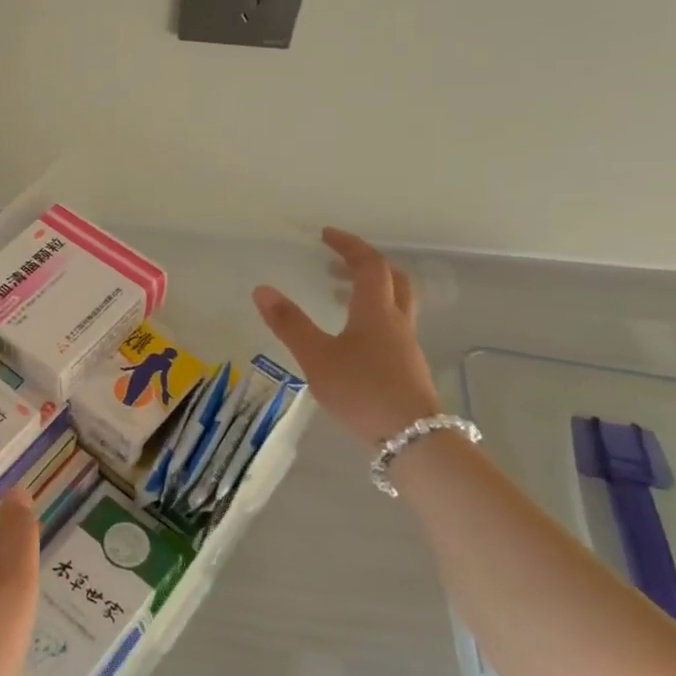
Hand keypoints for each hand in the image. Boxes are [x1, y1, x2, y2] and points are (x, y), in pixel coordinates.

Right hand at [252, 228, 440, 443]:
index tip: (326, 235)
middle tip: (336, 262)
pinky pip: (392, 326)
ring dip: (371, 290)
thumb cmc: (362, 391)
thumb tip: (262, 290)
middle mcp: (396, 321)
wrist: (413, 439)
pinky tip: (353, 338)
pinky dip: (373, 316)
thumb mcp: (317, 357)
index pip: (368, 264)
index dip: (348, 245)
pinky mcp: (408, 367)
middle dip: (366, 264)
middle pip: (393, 279)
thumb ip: (290, 324)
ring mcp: (406, 345)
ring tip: (339, 295)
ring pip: (396, 303)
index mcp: (376, 310)